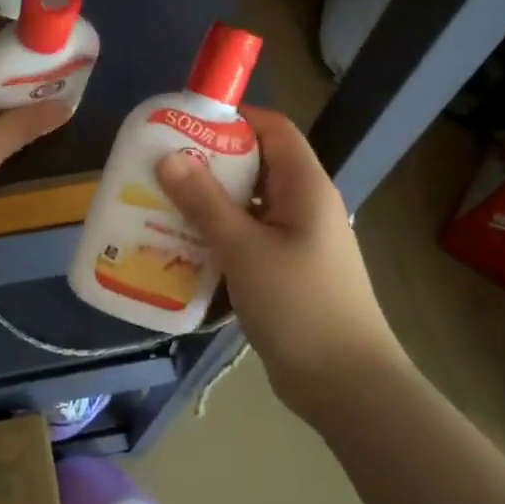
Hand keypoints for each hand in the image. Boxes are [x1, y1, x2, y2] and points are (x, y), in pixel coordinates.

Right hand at [154, 107, 405, 421]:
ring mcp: (295, 240)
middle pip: (255, 165)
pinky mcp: (284, 270)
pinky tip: (180, 245)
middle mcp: (303, 205)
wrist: (345, 384)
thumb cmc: (299, 305)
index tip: (185, 124)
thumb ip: (205, 202)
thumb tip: (169, 156)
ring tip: (159, 202)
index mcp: (305, 187)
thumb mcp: (244, 249)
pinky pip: (246, 238)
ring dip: (208, 202)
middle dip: (209, 162)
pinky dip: (216, 235)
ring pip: (247, 205)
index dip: (233, 118)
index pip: (273, 129)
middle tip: (160, 166)